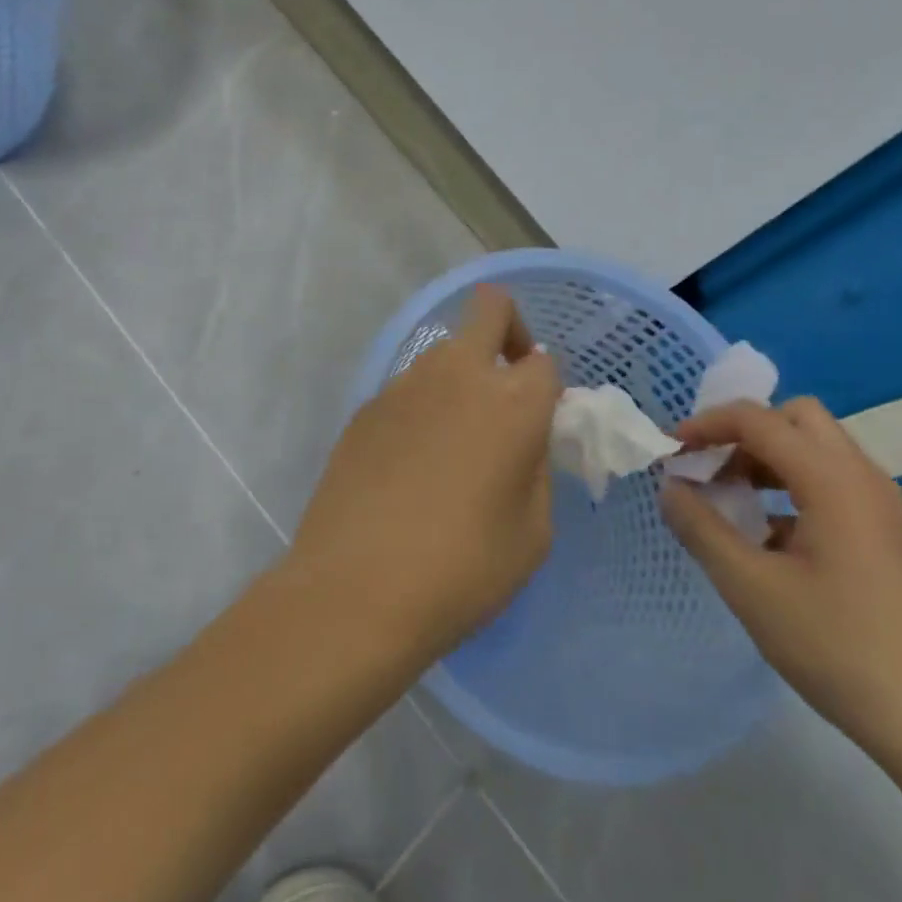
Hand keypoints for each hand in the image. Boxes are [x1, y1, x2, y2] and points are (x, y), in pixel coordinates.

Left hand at [288, 286, 562, 664]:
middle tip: (505, 388)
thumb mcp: (533, 532)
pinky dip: (420, 410)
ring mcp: (401, 386)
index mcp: (511, 401)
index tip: (539, 422)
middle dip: (506, 330)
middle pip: (488, 309)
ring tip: (451, 447)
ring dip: (459, 378)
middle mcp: (455, 375)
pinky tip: (408, 468)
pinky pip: (406, 391)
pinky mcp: (362, 409)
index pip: (543, 359)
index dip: (547, 386)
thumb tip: (524, 438)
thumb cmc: (462, 570)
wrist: (354, 592)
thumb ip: (536, 467)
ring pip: (442, 354)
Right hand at [660, 398, 901, 765]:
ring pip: (814, 450)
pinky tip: (764, 537)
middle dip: (742, 433)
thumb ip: (701, 528)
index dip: (706, 425)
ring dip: (764, 459)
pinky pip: (829, 483)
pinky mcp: (883, 534)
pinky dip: (787, 487)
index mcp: (832, 479)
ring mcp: (879, 506)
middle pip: (795, 419)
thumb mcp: (751, 587)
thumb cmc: (837, 647)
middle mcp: (862, 477)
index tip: (668, 452)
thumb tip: (670, 487)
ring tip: (726, 501)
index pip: (759, 420)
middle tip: (706, 470)